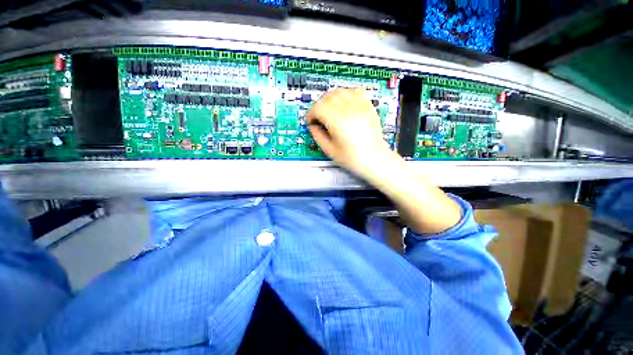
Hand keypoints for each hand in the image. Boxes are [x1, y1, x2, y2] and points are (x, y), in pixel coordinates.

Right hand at [307, 89, 393, 176]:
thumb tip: (313, 125)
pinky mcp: (368, 106)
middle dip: (318, 106)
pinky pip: (354, 91)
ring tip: (329, 111)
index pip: (318, 107)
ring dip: (330, 99)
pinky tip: (343, 105)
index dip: (311, 113)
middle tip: (318, 117)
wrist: (374, 159)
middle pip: (327, 97)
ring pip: (339, 91)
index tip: (310, 121)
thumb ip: (318, 135)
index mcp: (339, 122)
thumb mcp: (330, 150)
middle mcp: (350, 110)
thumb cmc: (353, 158)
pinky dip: (345, 95)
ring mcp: (361, 106)